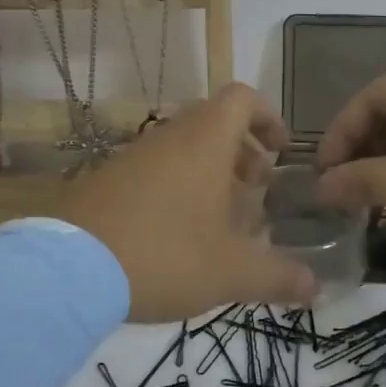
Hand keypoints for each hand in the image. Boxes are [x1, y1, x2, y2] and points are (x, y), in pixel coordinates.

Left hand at [56, 84, 318, 321]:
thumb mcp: (231, 272)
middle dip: (241, 151)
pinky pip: (153, 170)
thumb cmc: (165, 256)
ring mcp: (131, 157)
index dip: (267, 117)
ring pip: (181, 148)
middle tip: (256, 188)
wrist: (67, 272)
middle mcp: (167, 138)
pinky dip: (176, 187)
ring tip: (221, 218)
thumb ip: (279, 277)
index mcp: (204, 142)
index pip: (242, 99)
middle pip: (212, 122)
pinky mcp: (105, 181)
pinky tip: (177, 235)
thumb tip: (317, 288)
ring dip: (208, 172)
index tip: (280, 151)